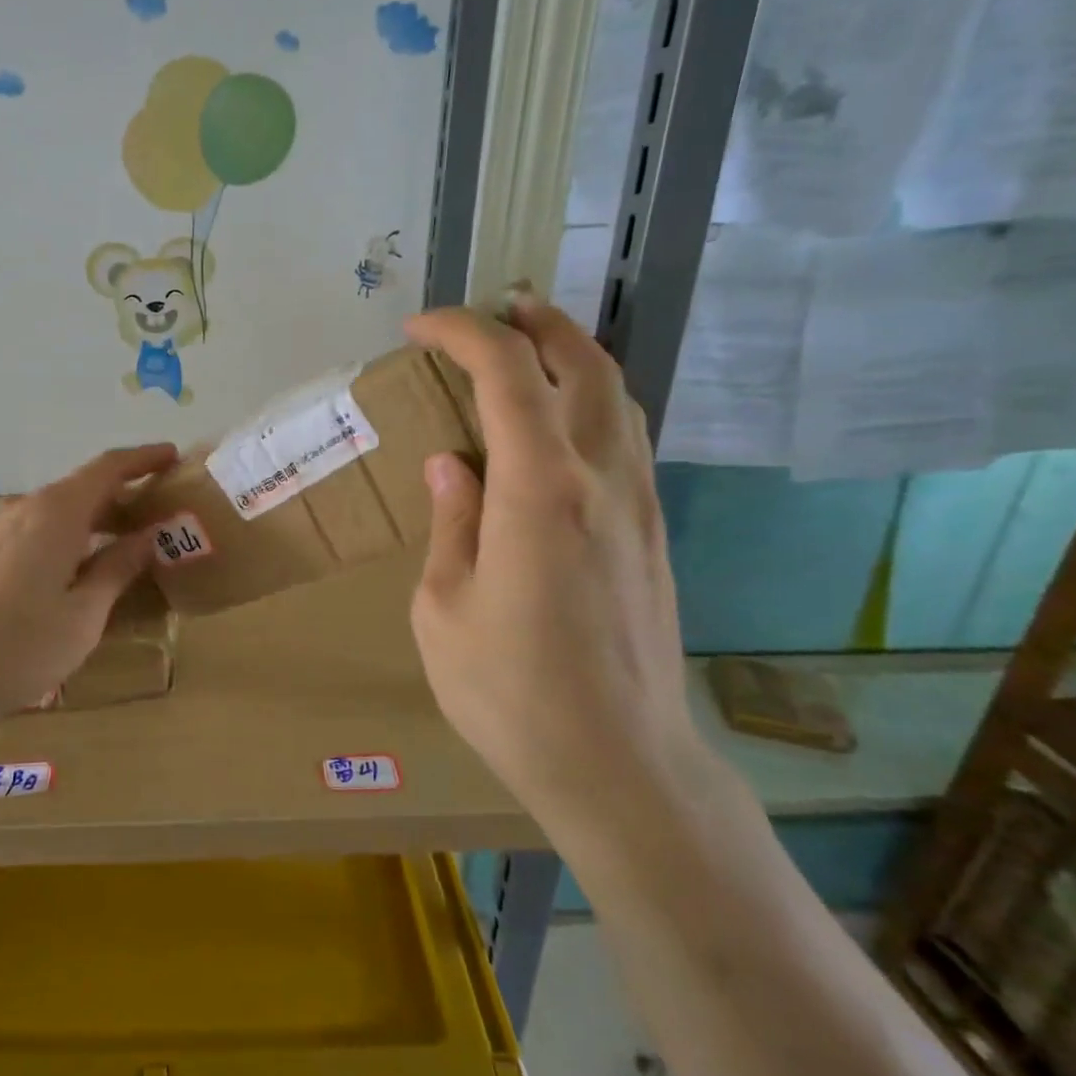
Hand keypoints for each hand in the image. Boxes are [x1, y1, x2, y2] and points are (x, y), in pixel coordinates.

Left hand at [0, 445, 177, 728]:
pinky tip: (65, 577)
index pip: (108, 468)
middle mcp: (21, 509)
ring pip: (52, 514)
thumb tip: (146, 537)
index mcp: (55, 514)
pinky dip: (59, 541)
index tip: (172, 457)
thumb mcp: (82, 617)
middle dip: (122, 501)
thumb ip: (117, 570)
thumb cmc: (13, 648)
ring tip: (115, 554)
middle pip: (80, 490)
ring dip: (89, 525)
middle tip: (156, 523)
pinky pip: (27, 533)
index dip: (143, 459)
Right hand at [404, 294, 699, 837]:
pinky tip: (563, 423)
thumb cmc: (510, 693)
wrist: (621, 764)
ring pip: (618, 396)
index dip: (462, 332)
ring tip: (530, 348)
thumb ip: (450, 523)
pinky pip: (628, 436)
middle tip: (494, 311)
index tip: (420, 327)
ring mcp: (640, 503)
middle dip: (536, 322)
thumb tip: (451, 465)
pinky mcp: (655, 533)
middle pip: (583, 364)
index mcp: (537, 490)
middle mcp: (601, 478)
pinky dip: (594, 401)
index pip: (506, 374)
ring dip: (573, 356)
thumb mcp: (443, 609)